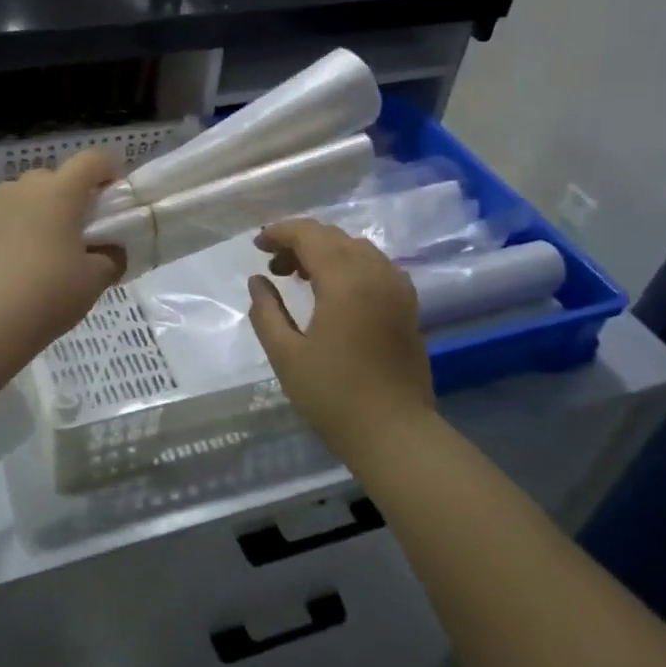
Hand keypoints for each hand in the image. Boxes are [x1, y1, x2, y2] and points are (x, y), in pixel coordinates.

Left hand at [0, 150, 125, 361]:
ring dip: (35, 211)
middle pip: (53, 177)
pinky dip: (7, 230)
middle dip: (68, 196)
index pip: (92, 161)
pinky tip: (8, 263)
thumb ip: (111, 259)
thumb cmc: (47, 295)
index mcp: (60, 193)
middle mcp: (22, 188)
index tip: (114, 195)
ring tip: (39, 249)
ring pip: (21, 196)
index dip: (108, 170)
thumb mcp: (94, 281)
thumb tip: (112, 252)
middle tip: (77, 231)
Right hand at [248, 220, 436, 459]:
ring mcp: (397, 288)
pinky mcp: (408, 306)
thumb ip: (267, 312)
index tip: (257, 245)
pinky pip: (376, 267)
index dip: (280, 233)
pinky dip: (350, 265)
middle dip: (300, 241)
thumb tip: (258, 281)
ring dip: (325, 251)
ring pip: (357, 249)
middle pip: (334, 237)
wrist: (395, 434)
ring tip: (299, 276)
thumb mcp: (286, 355)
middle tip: (273, 265)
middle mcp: (376, 274)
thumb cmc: (334, 396)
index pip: (310, 235)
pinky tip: (334, 290)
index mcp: (345, 281)